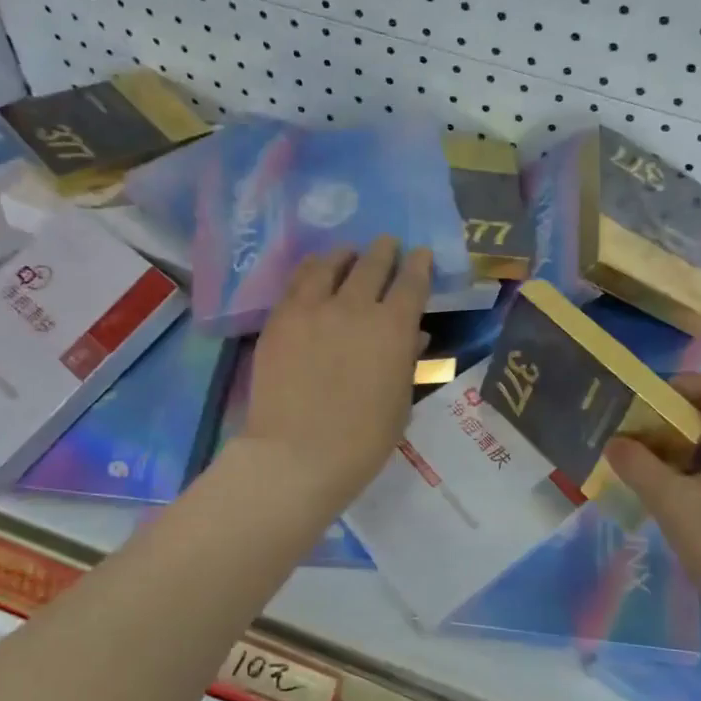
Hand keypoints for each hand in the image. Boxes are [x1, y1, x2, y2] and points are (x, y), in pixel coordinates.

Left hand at [243, 236, 432, 514]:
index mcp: (394, 329)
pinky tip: (314, 273)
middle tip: (388, 245)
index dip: (419, 265)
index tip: (420, 255)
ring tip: (348, 254)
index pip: (412, 283)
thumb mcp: (399, 403)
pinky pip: (297, 282)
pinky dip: (312, 271)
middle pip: (373, 264)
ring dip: (345, 256)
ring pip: (330, 264)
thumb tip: (413, 337)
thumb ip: (407, 362)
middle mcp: (355, 307)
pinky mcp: (280, 318)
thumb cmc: (361, 441)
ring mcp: (313, 309)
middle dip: (385, 251)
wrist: (296, 455)